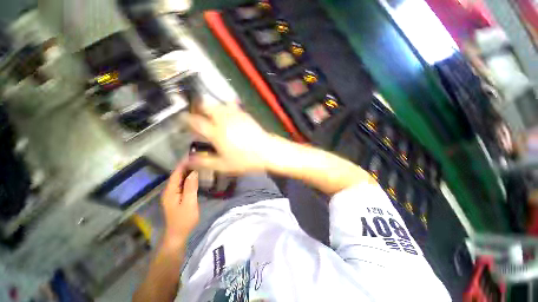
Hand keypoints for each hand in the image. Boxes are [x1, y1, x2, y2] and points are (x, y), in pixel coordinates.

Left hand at [161, 159, 198, 244]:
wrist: (178, 234)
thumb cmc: (184, 219)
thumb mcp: (189, 202)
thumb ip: (190, 187)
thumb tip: (194, 172)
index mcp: (170, 191)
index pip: (176, 174)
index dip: (183, 164)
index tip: (192, 155)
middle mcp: (169, 191)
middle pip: (177, 175)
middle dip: (186, 166)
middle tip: (198, 159)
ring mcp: (173, 195)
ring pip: (180, 179)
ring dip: (187, 172)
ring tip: (198, 164)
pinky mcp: (177, 198)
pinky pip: (182, 184)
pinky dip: (188, 178)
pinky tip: (195, 177)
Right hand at [185, 103, 273, 174]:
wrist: (267, 151)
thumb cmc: (245, 160)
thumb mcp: (223, 165)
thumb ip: (204, 162)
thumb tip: (188, 160)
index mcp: (216, 133)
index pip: (195, 121)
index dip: (186, 119)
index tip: (183, 119)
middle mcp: (223, 120)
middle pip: (206, 105)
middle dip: (198, 107)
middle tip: (197, 114)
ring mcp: (235, 115)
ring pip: (218, 104)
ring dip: (211, 106)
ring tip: (210, 115)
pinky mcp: (244, 114)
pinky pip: (231, 106)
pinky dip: (224, 107)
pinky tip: (226, 115)